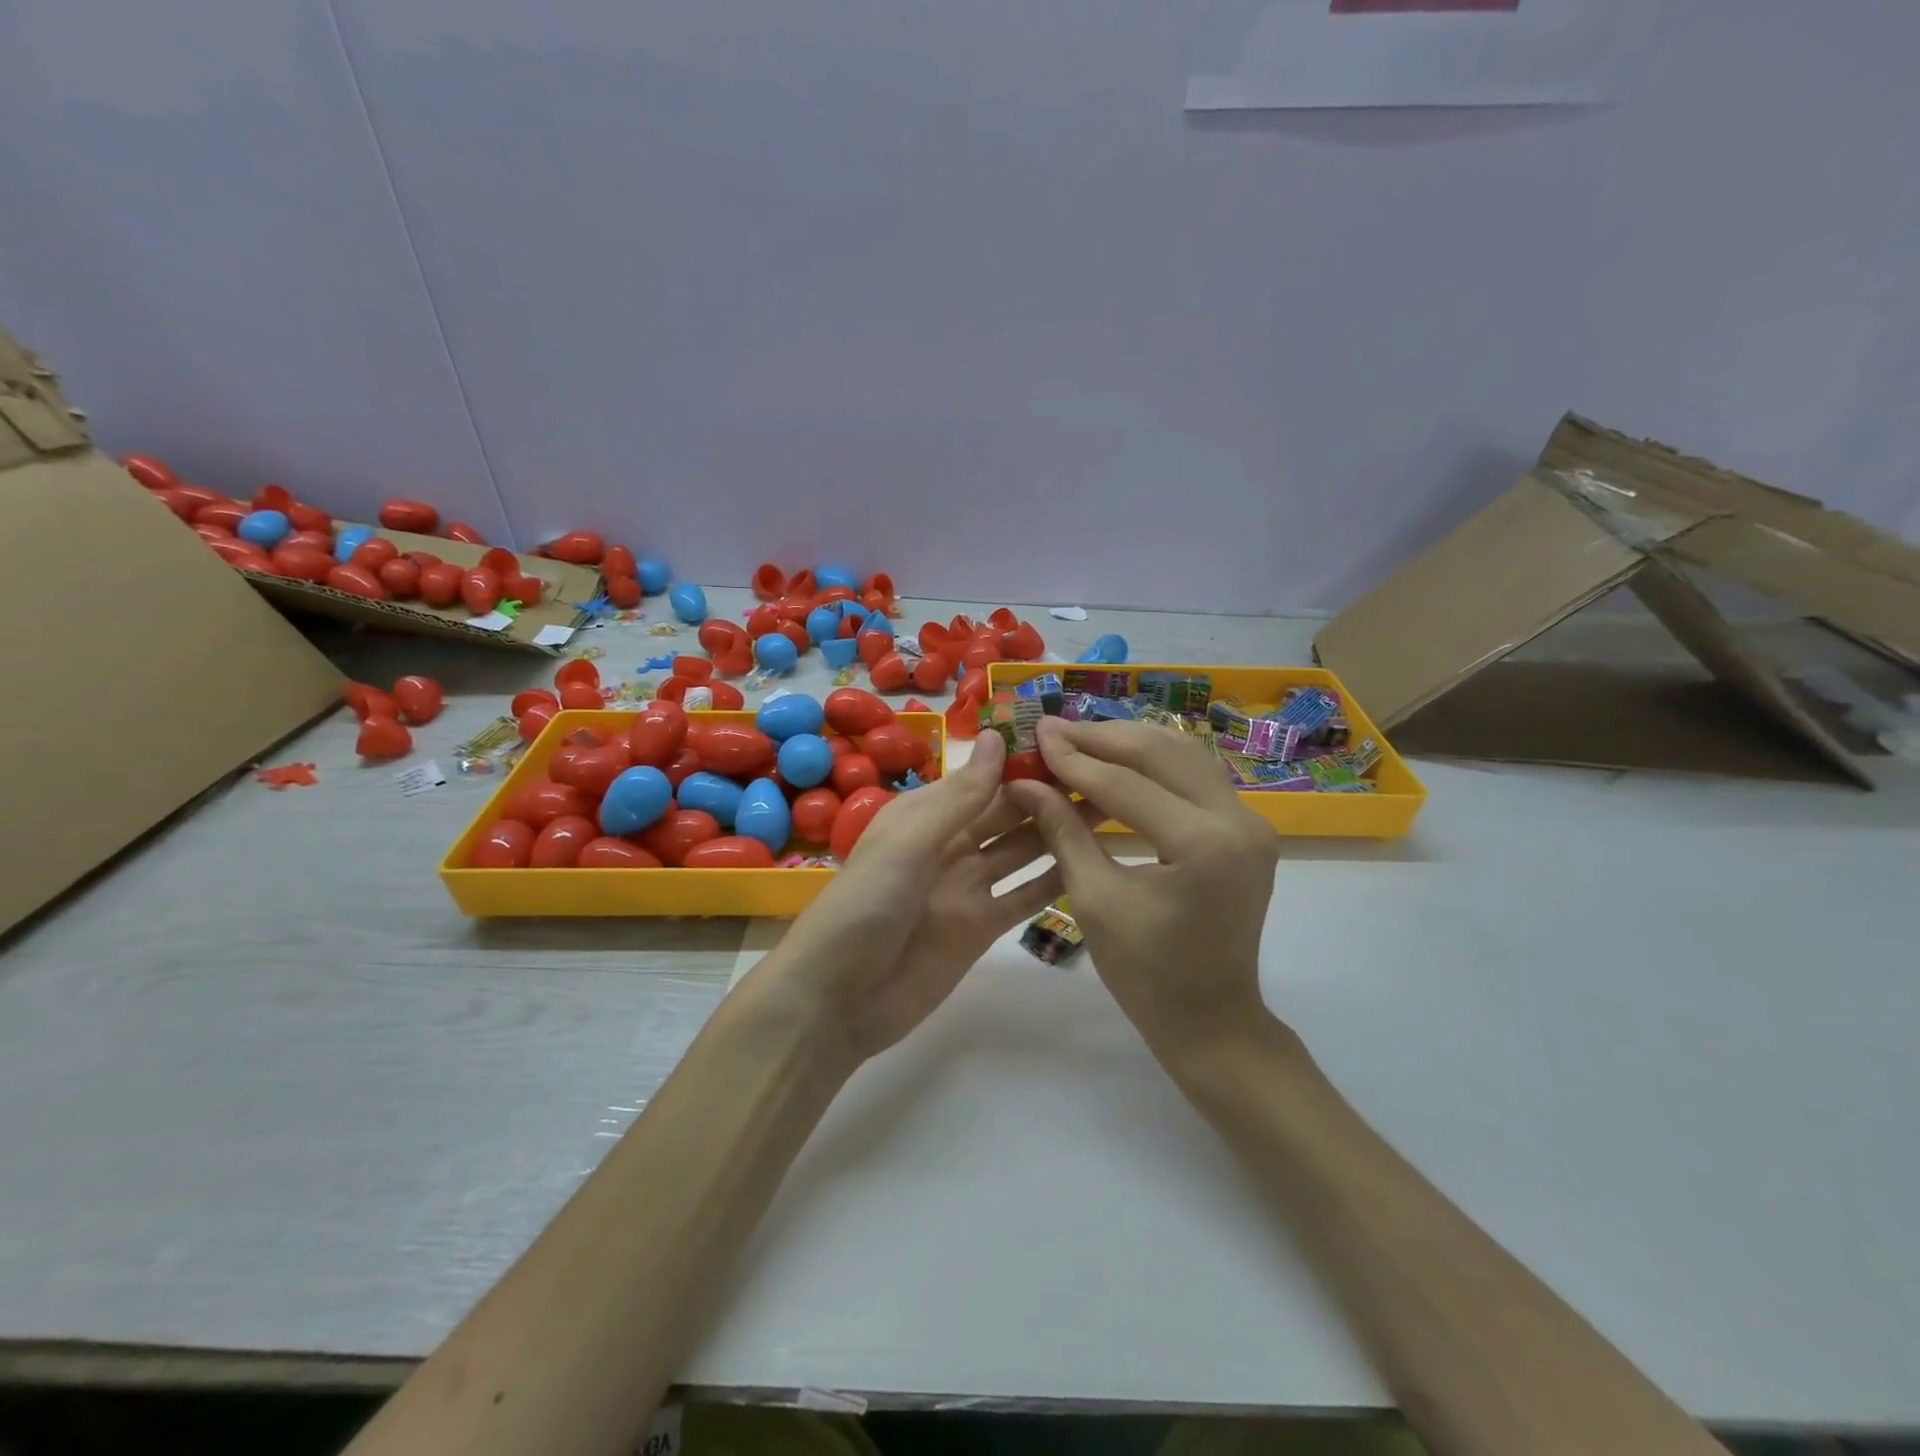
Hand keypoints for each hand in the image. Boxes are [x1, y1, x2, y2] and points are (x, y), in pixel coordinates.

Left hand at [756, 731, 1085, 1063]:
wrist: (838, 998)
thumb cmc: (866, 904)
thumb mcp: (909, 840)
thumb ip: (960, 796)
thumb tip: (998, 737)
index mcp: (926, 815)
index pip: (982, 778)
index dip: (1021, 761)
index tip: (1070, 742)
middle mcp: (950, 844)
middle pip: (1008, 813)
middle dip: (1049, 794)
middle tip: (1106, 774)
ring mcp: (968, 887)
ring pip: (1023, 851)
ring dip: (1060, 831)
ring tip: (1112, 808)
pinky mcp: (982, 928)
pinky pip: (1024, 897)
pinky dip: (1054, 881)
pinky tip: (1092, 862)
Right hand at [1003, 717, 1279, 1055]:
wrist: (1211, 1019)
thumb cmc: (1146, 974)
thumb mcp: (1094, 899)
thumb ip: (1062, 830)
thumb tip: (1025, 782)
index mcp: (1204, 845)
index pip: (1126, 784)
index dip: (1075, 759)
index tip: (1035, 736)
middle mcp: (1239, 820)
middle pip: (1161, 753)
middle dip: (1101, 738)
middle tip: (1052, 730)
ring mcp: (1251, 821)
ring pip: (1183, 754)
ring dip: (1128, 742)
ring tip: (1079, 739)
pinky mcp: (1247, 827)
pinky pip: (1195, 777)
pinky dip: (1153, 763)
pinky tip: (1116, 761)